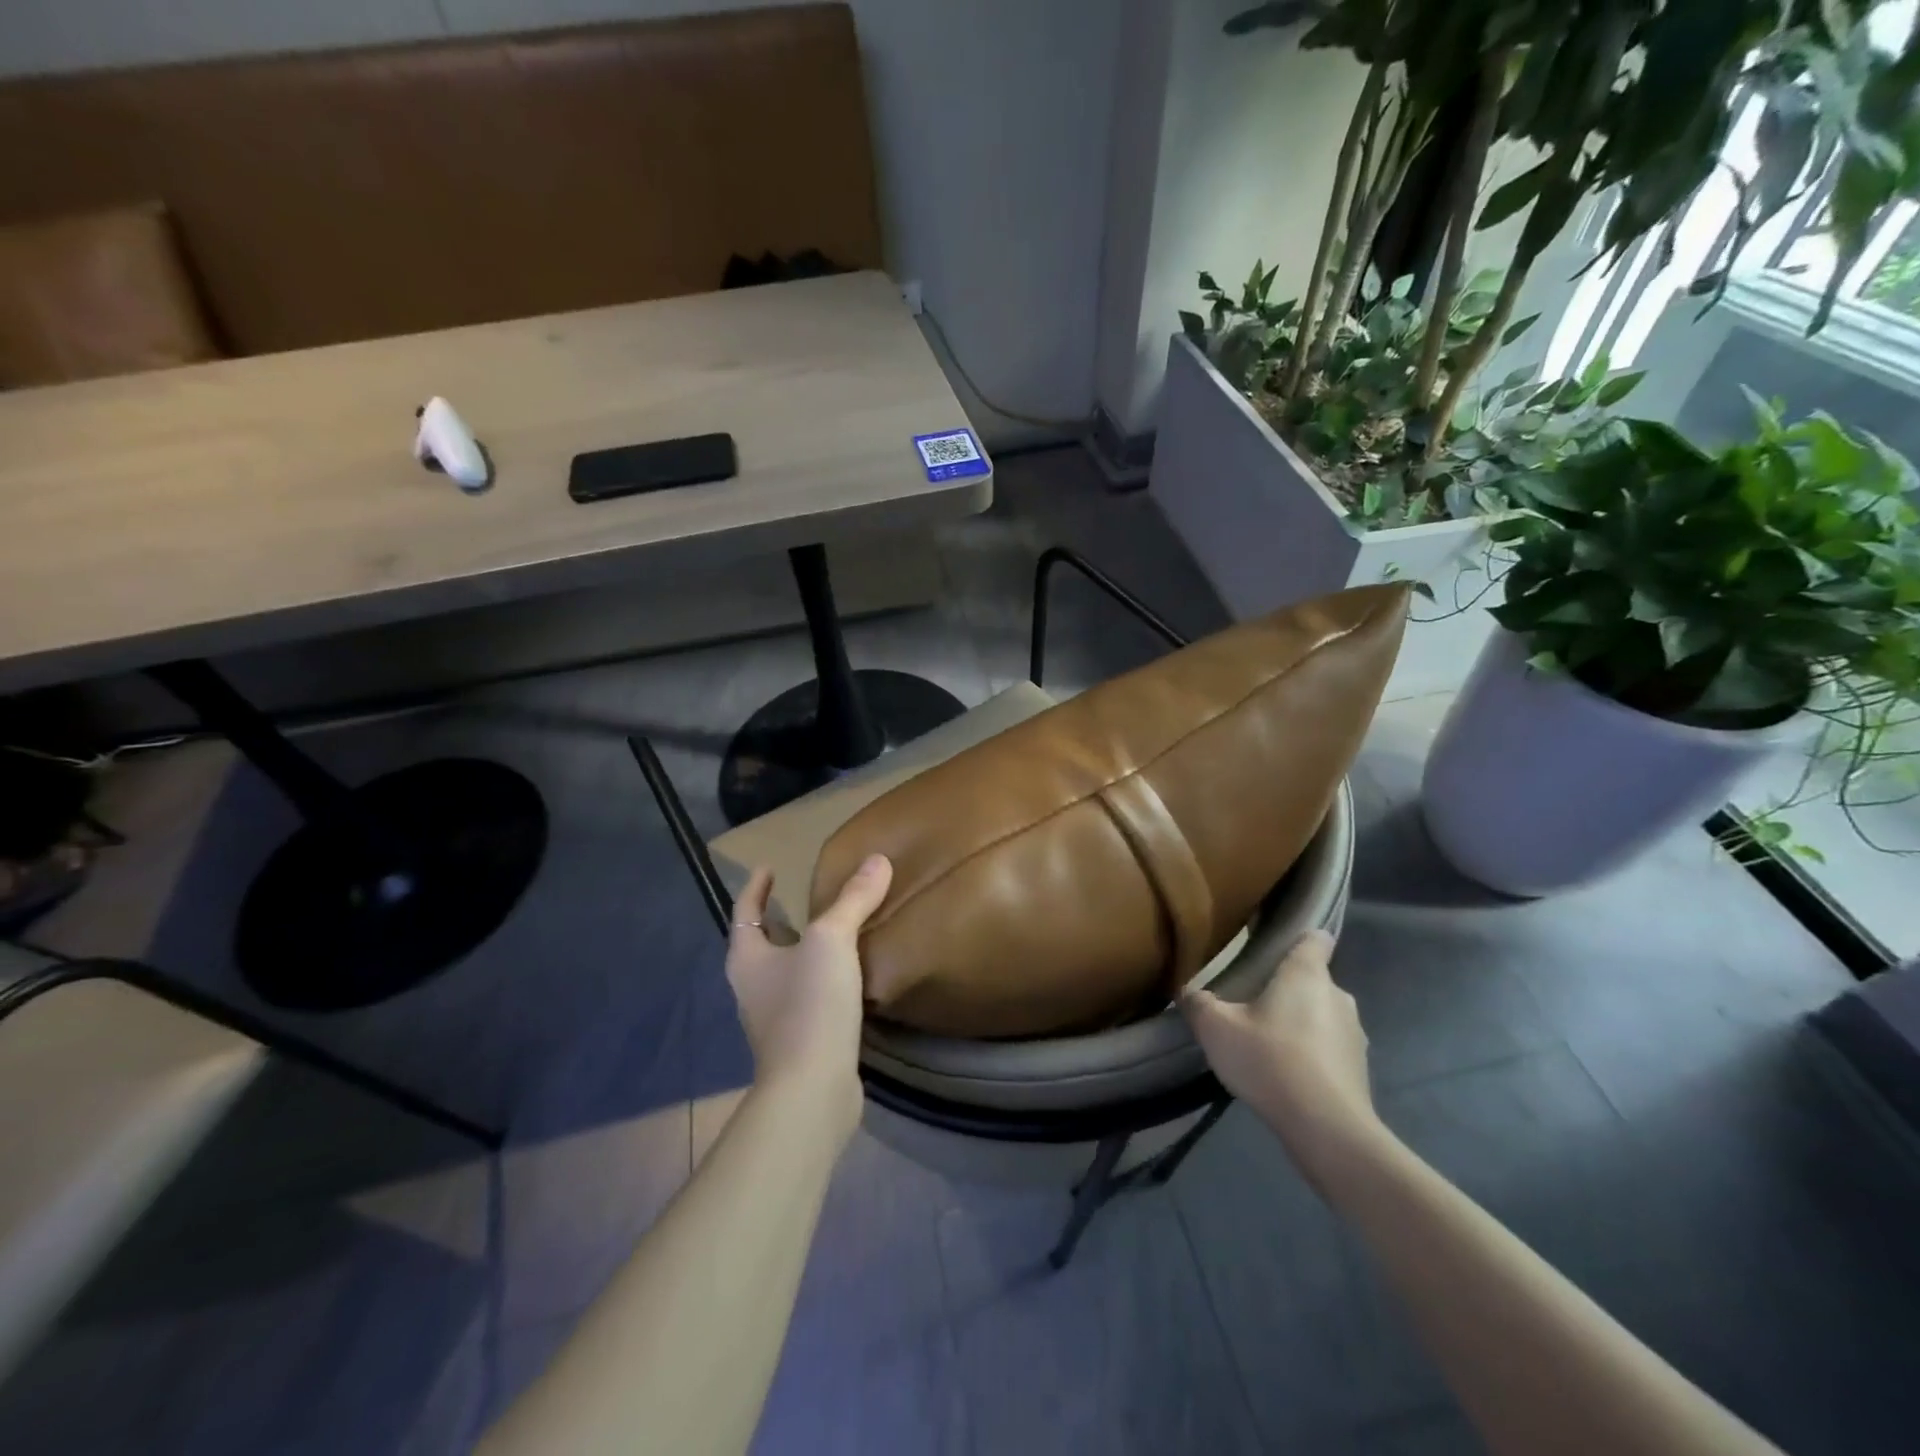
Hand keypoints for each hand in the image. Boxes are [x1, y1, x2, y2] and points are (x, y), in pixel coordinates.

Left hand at [726, 855, 892, 1130]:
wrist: (812, 1090)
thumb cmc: (809, 1005)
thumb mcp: (832, 941)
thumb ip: (853, 900)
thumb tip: (877, 859)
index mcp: (748, 959)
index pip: (745, 911)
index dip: (756, 887)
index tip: (768, 867)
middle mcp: (753, 988)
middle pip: (762, 944)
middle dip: (779, 920)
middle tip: (802, 898)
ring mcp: (774, 1019)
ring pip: (786, 972)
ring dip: (802, 951)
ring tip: (832, 932)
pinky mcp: (800, 1042)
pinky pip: (809, 997)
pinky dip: (822, 980)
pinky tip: (849, 977)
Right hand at [1181, 929, 1386, 1180]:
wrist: (1327, 1128)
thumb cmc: (1270, 1060)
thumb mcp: (1216, 1028)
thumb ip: (1198, 1003)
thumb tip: (1189, 992)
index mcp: (1306, 974)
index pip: (1314, 938)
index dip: (1298, 938)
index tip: (1274, 947)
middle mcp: (1338, 995)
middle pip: (1313, 979)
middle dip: (1287, 988)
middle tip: (1252, 1004)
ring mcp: (1355, 1034)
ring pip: (1323, 1015)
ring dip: (1300, 1023)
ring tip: (1268, 1044)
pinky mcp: (1360, 1069)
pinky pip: (1331, 1048)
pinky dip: (1312, 1054)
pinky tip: (1286, 1075)